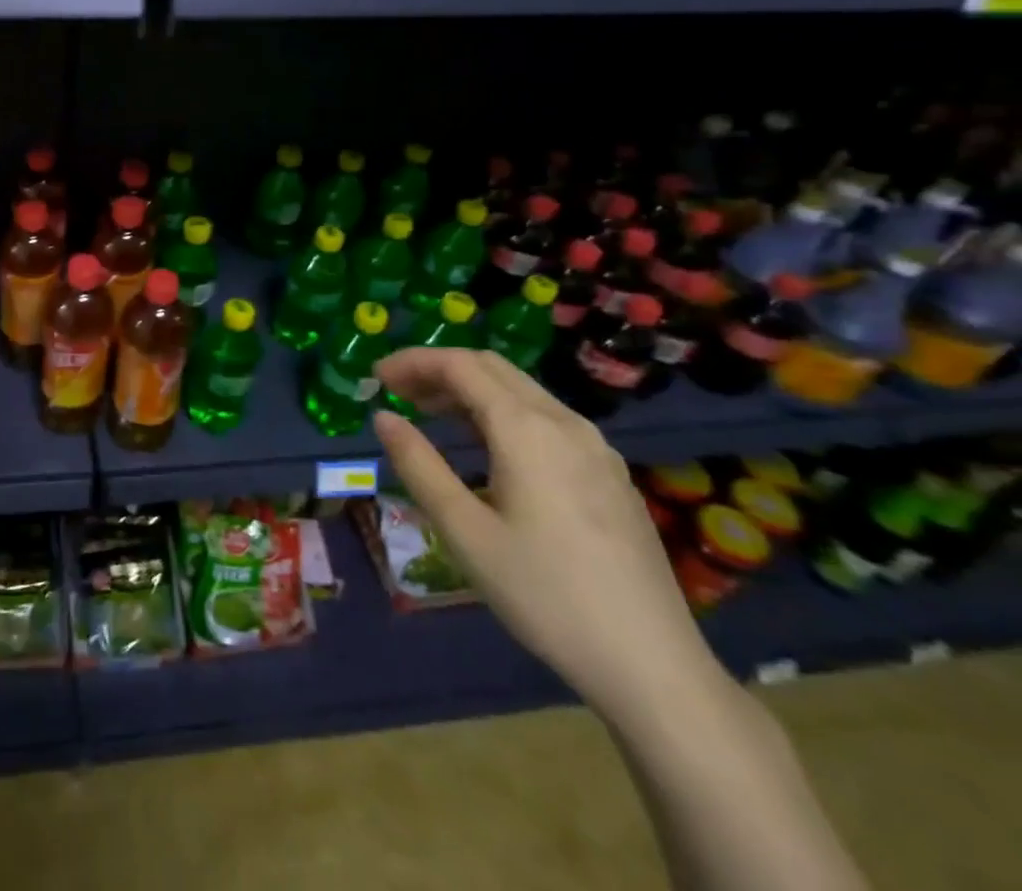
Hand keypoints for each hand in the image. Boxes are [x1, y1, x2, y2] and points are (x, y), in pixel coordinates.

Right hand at [372, 348, 723, 721]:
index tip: (376, 378)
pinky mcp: (611, 475)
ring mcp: (596, 448)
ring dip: (470, 389)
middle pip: (493, 368)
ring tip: (429, 414)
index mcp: (526, 430)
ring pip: (522, 391)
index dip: (413, 361)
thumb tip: (383, 417)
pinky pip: (546, 418)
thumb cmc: (545, 594)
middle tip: (397, 392)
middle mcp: (565, 423)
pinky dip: (502, 412)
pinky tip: (487, 448)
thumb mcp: (465, 532)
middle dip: (439, 369)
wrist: (653, 667)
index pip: (460, 366)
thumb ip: (419, 465)